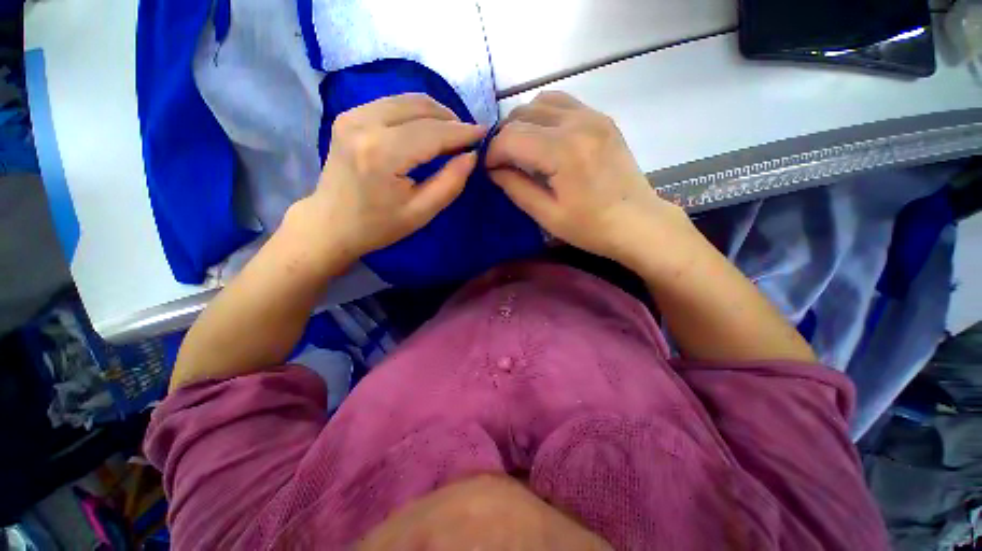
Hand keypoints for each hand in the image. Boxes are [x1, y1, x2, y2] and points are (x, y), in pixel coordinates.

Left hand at [289, 93, 485, 264]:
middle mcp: (364, 124)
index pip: (433, 132)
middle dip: (451, 119)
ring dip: (436, 113)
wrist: (331, 224)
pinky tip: (427, 129)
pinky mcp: (349, 115)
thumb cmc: (378, 226)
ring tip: (451, 134)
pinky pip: (393, 103)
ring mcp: (352, 115)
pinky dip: (416, 112)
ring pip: (407, 99)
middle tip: (468, 138)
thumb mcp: (421, 212)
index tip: (485, 133)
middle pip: (421, 107)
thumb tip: (471, 155)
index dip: (462, 132)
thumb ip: (450, 182)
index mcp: (382, 154)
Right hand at [485, 92, 692, 267]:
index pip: (510, 137)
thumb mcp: (547, 215)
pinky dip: (544, 116)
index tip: (490, 171)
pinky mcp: (602, 118)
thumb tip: (493, 170)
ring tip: (521, 149)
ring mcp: (592, 116)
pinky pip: (563, 103)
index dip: (493, 153)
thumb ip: (516, 188)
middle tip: (503, 162)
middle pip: (522, 114)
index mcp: (563, 152)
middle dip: (504, 137)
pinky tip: (545, 139)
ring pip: (541, 101)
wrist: (638, 222)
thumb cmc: (591, 227)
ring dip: (523, 123)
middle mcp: (577, 123)